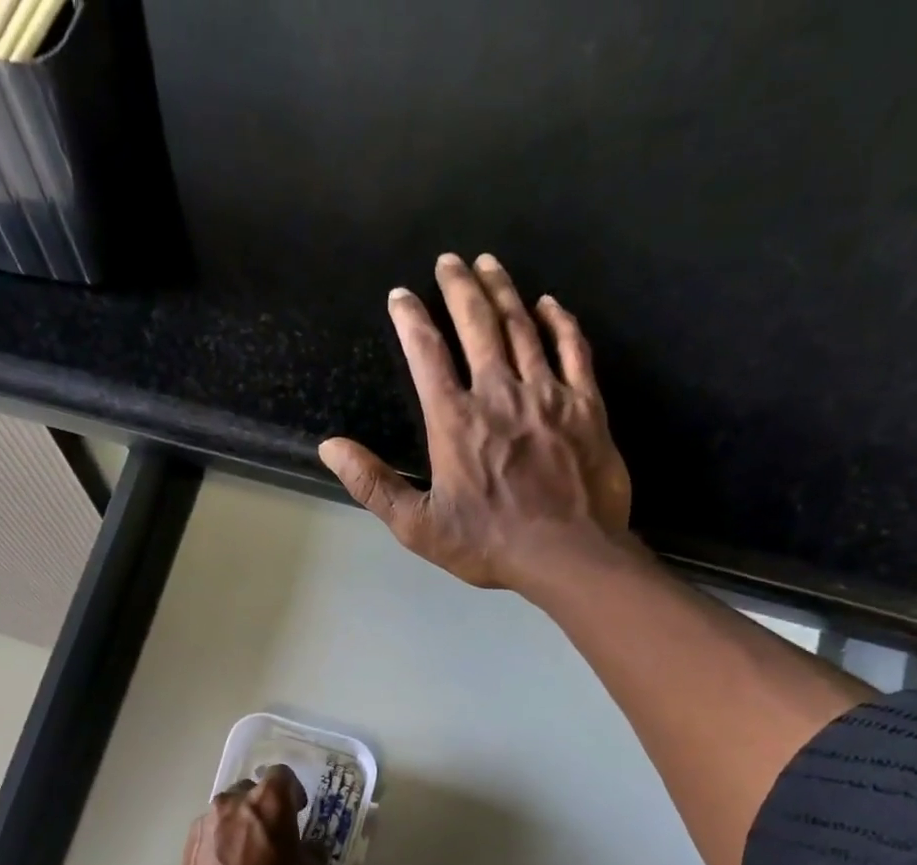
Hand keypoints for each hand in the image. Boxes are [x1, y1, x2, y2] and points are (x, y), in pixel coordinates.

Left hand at [174, 765, 328, 864]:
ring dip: (241, 825)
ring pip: (227, 812)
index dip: (293, 792)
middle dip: (264, 807)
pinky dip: (222, 843)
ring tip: (251, 856)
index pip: (281, 775)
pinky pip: (211, 833)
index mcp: (268, 804)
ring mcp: (205, 826)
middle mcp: (232, 805)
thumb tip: (306, 849)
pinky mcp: (187, 849)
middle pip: (251, 791)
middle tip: (276, 836)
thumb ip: (311, 854)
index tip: (299, 812)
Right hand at [319, 253, 636, 596]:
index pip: (427, 355)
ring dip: (503, 291)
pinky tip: (549, 304)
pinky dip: (560, 322)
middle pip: (477, 325)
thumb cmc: (489, 544)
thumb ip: (374, 485)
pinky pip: (574, 349)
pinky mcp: (586, 405)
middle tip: (449, 260)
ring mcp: (547, 394)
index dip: (411, 319)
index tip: (401, 295)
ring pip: (522, 327)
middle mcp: (499, 394)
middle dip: (459, 287)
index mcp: (455, 421)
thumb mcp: (418, 527)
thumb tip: (330, 447)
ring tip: (489, 264)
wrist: (568, 554)